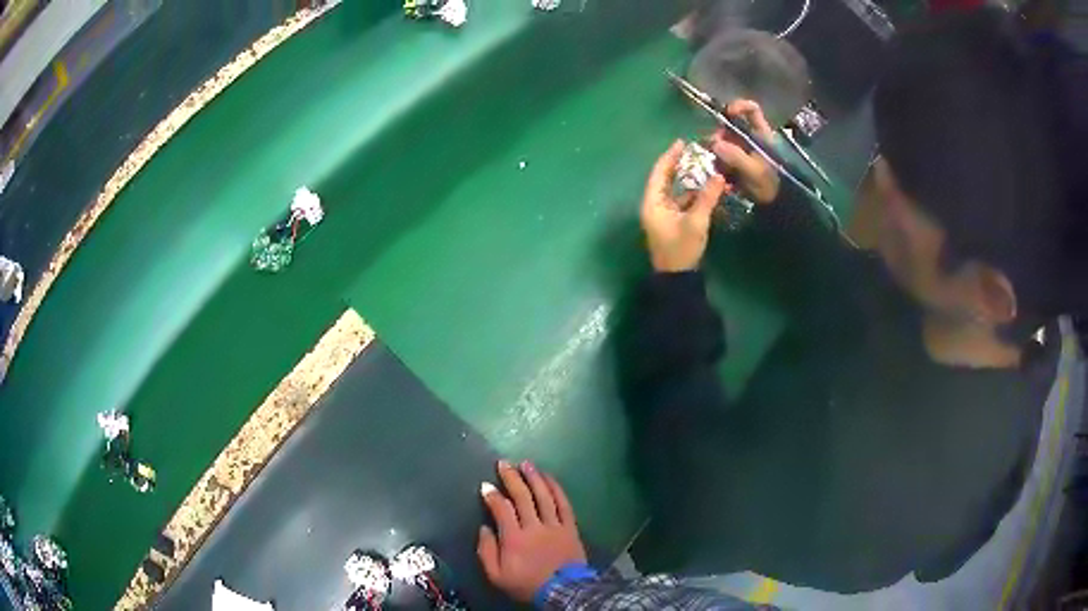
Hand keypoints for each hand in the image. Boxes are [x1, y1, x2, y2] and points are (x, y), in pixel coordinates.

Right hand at [477, 460, 586, 602]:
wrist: (563, 592)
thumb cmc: (527, 584)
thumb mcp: (497, 576)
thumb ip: (486, 552)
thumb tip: (483, 528)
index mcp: (514, 538)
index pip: (501, 509)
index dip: (492, 495)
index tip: (485, 485)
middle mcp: (534, 526)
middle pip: (522, 497)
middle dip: (511, 478)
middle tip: (503, 463)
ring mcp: (554, 525)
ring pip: (544, 496)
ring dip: (534, 478)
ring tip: (526, 464)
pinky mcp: (570, 527)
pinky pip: (564, 504)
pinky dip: (556, 489)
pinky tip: (550, 478)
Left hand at [641, 140, 727, 271]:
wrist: (678, 278)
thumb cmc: (681, 249)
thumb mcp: (695, 222)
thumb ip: (707, 198)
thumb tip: (719, 176)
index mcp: (652, 203)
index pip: (659, 173)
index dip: (670, 156)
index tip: (682, 142)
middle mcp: (654, 205)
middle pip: (665, 179)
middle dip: (679, 165)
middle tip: (695, 151)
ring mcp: (663, 214)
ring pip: (675, 189)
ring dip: (688, 179)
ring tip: (704, 165)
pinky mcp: (672, 221)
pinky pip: (681, 200)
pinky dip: (692, 193)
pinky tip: (706, 186)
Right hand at [710, 100, 779, 203]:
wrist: (775, 205)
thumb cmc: (770, 185)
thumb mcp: (754, 171)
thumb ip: (735, 156)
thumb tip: (715, 144)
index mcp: (761, 133)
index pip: (751, 109)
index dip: (739, 106)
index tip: (726, 114)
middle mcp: (750, 137)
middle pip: (729, 126)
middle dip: (719, 137)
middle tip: (712, 150)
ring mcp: (743, 149)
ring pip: (723, 142)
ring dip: (717, 154)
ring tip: (719, 169)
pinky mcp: (737, 161)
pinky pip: (722, 157)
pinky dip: (719, 165)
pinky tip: (722, 177)